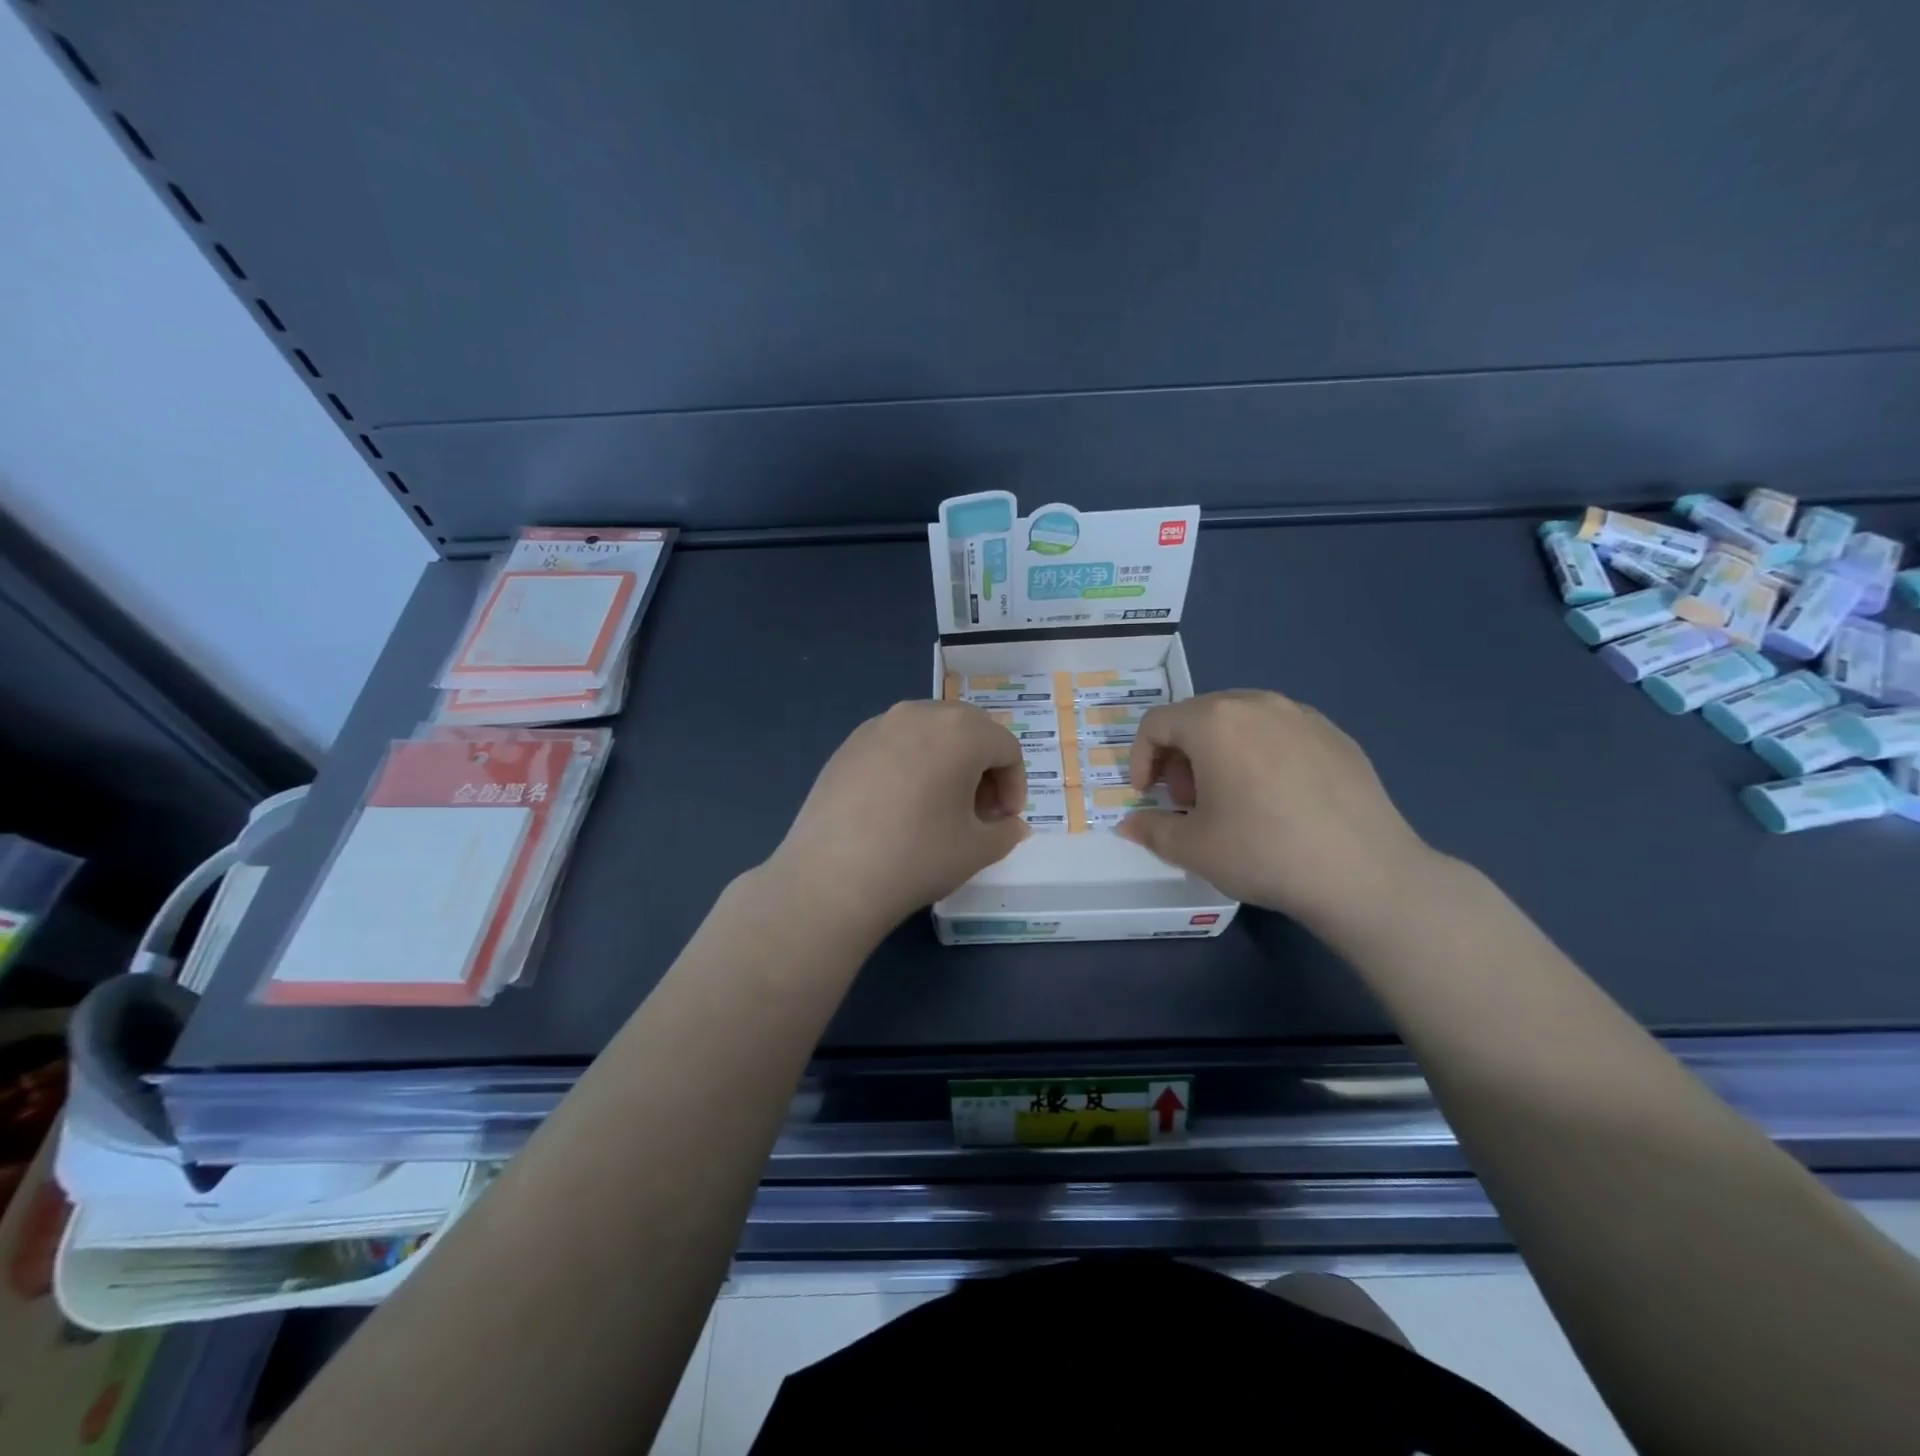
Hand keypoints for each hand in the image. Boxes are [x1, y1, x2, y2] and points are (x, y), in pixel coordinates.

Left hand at [763, 701, 1027, 939]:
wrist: (832, 877)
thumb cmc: (918, 857)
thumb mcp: (976, 850)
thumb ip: (1005, 832)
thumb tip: (1011, 825)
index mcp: (961, 731)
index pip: (1006, 748)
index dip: (1015, 785)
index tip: (1005, 820)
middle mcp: (920, 713)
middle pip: (968, 730)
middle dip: (983, 768)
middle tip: (978, 811)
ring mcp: (878, 725)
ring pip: (929, 733)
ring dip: (947, 762)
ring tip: (939, 807)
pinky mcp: (848, 744)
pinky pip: (895, 744)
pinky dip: (911, 764)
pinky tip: (899, 806)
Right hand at [1117, 690, 1437, 928]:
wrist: (1364, 874)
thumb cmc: (1263, 852)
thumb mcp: (1192, 848)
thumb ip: (1150, 830)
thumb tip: (1130, 825)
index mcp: (1214, 721)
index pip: (1156, 724)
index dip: (1140, 759)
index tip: (1146, 795)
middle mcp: (1257, 703)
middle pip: (1198, 717)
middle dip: (1180, 756)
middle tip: (1189, 801)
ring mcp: (1303, 716)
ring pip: (1241, 722)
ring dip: (1220, 753)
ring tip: (1232, 799)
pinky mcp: (1337, 736)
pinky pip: (1280, 734)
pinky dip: (1261, 756)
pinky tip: (1278, 800)